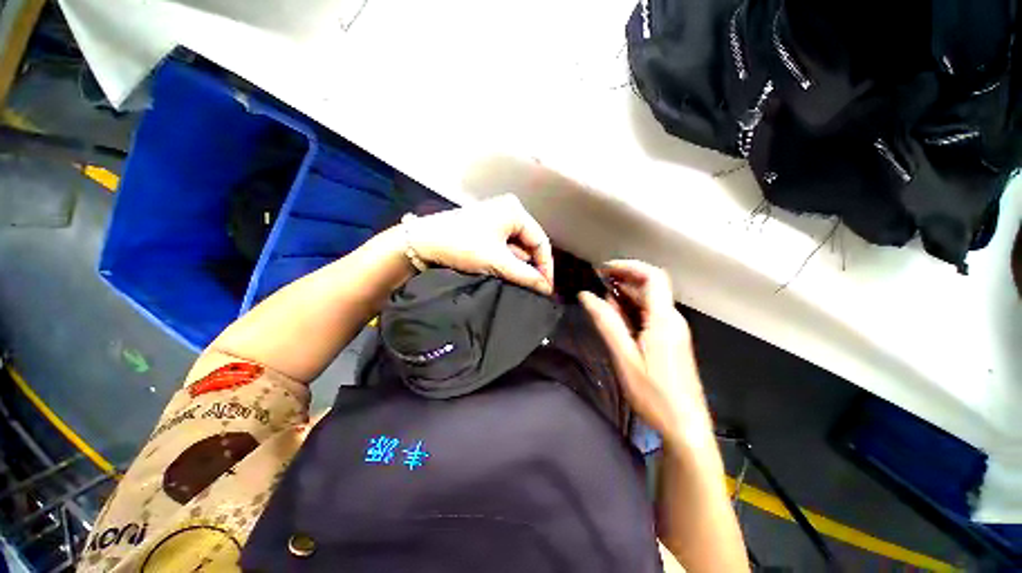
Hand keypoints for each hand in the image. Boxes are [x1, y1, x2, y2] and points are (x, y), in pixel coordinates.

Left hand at [406, 194, 554, 293]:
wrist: (422, 242)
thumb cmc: (462, 245)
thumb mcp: (497, 261)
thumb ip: (525, 276)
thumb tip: (546, 289)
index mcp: (515, 211)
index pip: (540, 241)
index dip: (546, 267)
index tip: (546, 289)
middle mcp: (508, 210)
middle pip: (529, 244)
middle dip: (531, 267)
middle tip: (534, 288)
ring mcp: (496, 218)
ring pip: (516, 247)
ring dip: (518, 265)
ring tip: (520, 283)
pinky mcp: (485, 227)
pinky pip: (504, 246)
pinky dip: (506, 260)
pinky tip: (505, 273)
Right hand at [579, 260, 710, 444]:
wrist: (686, 426)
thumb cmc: (654, 394)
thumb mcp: (625, 358)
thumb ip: (607, 323)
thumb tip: (586, 296)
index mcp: (663, 320)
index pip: (652, 277)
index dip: (628, 266)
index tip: (603, 270)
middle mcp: (672, 319)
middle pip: (650, 286)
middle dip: (623, 279)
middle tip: (596, 283)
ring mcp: (673, 330)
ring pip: (649, 300)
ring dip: (625, 294)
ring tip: (601, 300)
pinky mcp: (671, 340)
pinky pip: (650, 314)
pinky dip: (632, 309)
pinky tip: (616, 318)